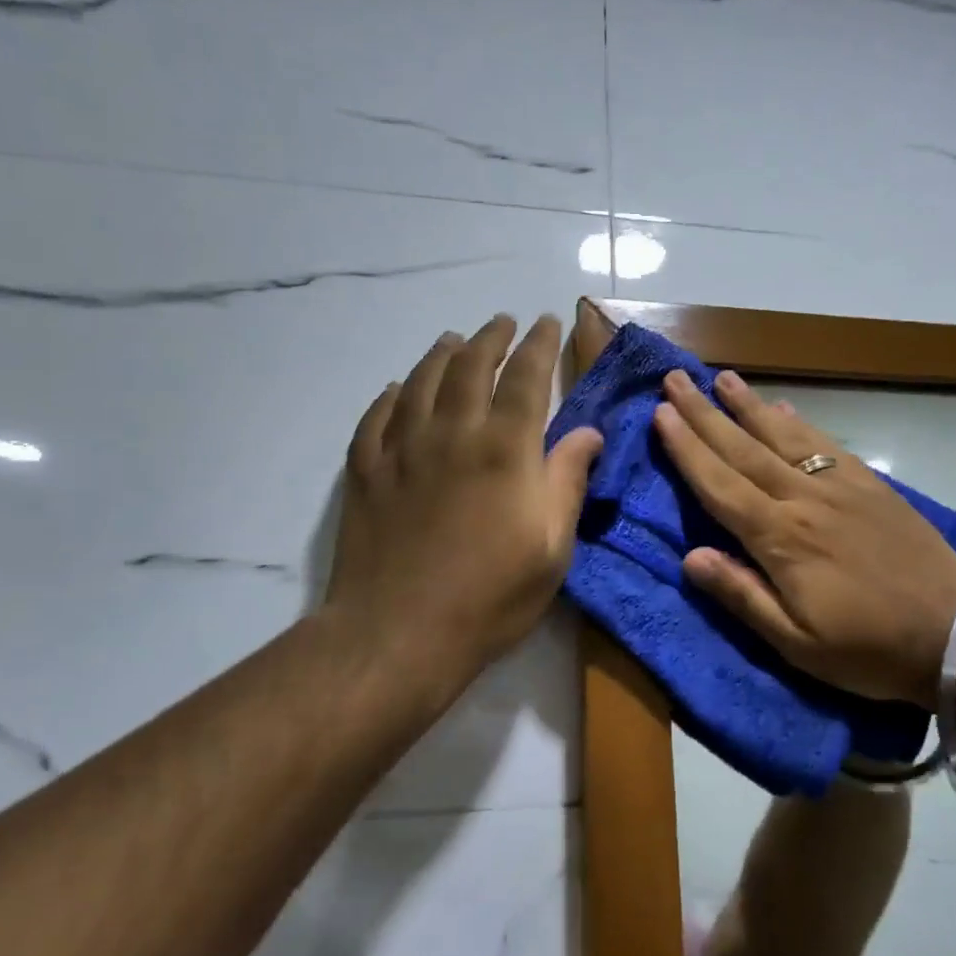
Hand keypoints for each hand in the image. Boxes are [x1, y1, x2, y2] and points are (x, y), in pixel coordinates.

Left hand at [323, 314, 602, 703]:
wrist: (399, 633)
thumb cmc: (490, 595)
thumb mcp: (552, 546)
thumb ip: (568, 480)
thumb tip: (589, 431)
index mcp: (504, 447)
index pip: (526, 377)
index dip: (539, 345)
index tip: (548, 322)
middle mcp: (452, 432)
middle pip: (471, 366)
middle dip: (491, 338)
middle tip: (502, 322)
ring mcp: (401, 449)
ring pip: (421, 382)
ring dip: (441, 355)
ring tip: (453, 340)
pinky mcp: (366, 473)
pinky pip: (376, 418)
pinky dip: (390, 396)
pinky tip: (396, 389)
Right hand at [653, 369, 955, 708]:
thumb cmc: (868, 649)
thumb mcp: (796, 644)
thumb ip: (741, 595)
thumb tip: (690, 556)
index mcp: (781, 539)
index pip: (720, 485)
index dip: (687, 449)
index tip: (661, 414)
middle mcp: (804, 500)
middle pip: (743, 449)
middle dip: (704, 413)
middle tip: (675, 380)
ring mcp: (840, 487)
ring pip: (783, 437)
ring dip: (748, 406)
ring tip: (722, 378)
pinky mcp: (870, 486)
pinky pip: (825, 445)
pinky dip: (799, 423)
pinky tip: (784, 409)